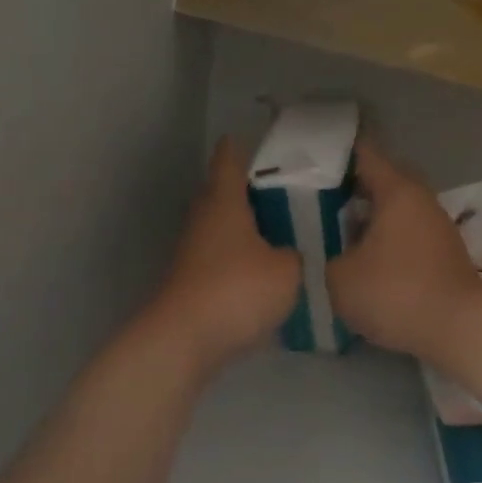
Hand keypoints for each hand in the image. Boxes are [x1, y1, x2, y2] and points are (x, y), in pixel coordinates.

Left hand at [147, 137, 302, 372]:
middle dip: (251, 191)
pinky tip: (265, 273)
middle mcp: (203, 219)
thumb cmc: (237, 290)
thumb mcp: (287, 271)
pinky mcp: (191, 281)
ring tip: (283, 233)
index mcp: (224, 202)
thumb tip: (289, 254)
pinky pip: (220, 258)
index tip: (265, 142)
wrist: (185, 340)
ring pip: (222, 227)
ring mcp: (192, 252)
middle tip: (288, 193)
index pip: (229, 159)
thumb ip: (295, 255)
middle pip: (224, 193)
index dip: (244, 147)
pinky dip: (240, 258)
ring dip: (246, 228)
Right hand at [327, 140, 481, 357]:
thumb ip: (325, 258)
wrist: (458, 328)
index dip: (336, 153)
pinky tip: (363, 260)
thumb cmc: (394, 293)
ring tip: (335, 233)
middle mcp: (420, 200)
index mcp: (396, 191)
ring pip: (395, 211)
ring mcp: (436, 227)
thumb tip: (329, 254)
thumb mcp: (338, 278)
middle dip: (350, 189)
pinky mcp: (443, 254)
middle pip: (381, 182)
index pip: (364, 154)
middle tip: (317, 201)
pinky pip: (406, 235)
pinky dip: (384, 240)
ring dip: (369, 218)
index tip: (310, 159)